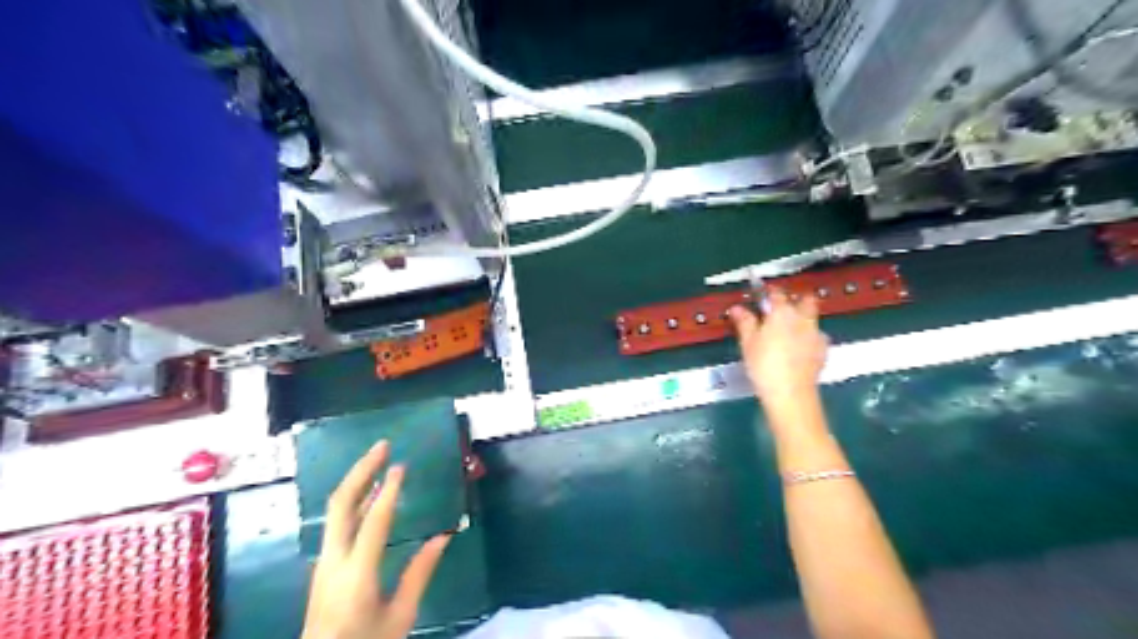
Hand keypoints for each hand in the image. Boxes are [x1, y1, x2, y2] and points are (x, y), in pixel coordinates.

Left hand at [304, 442, 452, 638]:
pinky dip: (355, 499)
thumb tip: (444, 536)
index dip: (389, 491)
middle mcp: (333, 560)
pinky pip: (337, 522)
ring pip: (335, 510)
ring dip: (356, 481)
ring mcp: (324, 561)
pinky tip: (370, 494)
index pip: (373, 521)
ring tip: (378, 460)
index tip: (401, 465)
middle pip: (340, 504)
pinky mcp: (324, 564)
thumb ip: (420, 573)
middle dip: (361, 471)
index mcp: (357, 573)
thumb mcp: (400, 615)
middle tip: (382, 446)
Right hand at [729, 288, 828, 405]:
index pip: (777, 293)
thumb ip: (745, 322)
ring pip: (813, 319)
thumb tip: (737, 308)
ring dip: (803, 320)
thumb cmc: (764, 365)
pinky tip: (799, 350)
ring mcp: (816, 334)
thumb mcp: (748, 343)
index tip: (763, 295)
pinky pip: (816, 337)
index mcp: (783, 312)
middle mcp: (803, 318)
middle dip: (796, 300)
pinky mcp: (823, 351)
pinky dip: (808, 338)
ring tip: (789, 332)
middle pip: (806, 300)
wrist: (790, 393)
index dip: (770, 292)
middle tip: (781, 310)